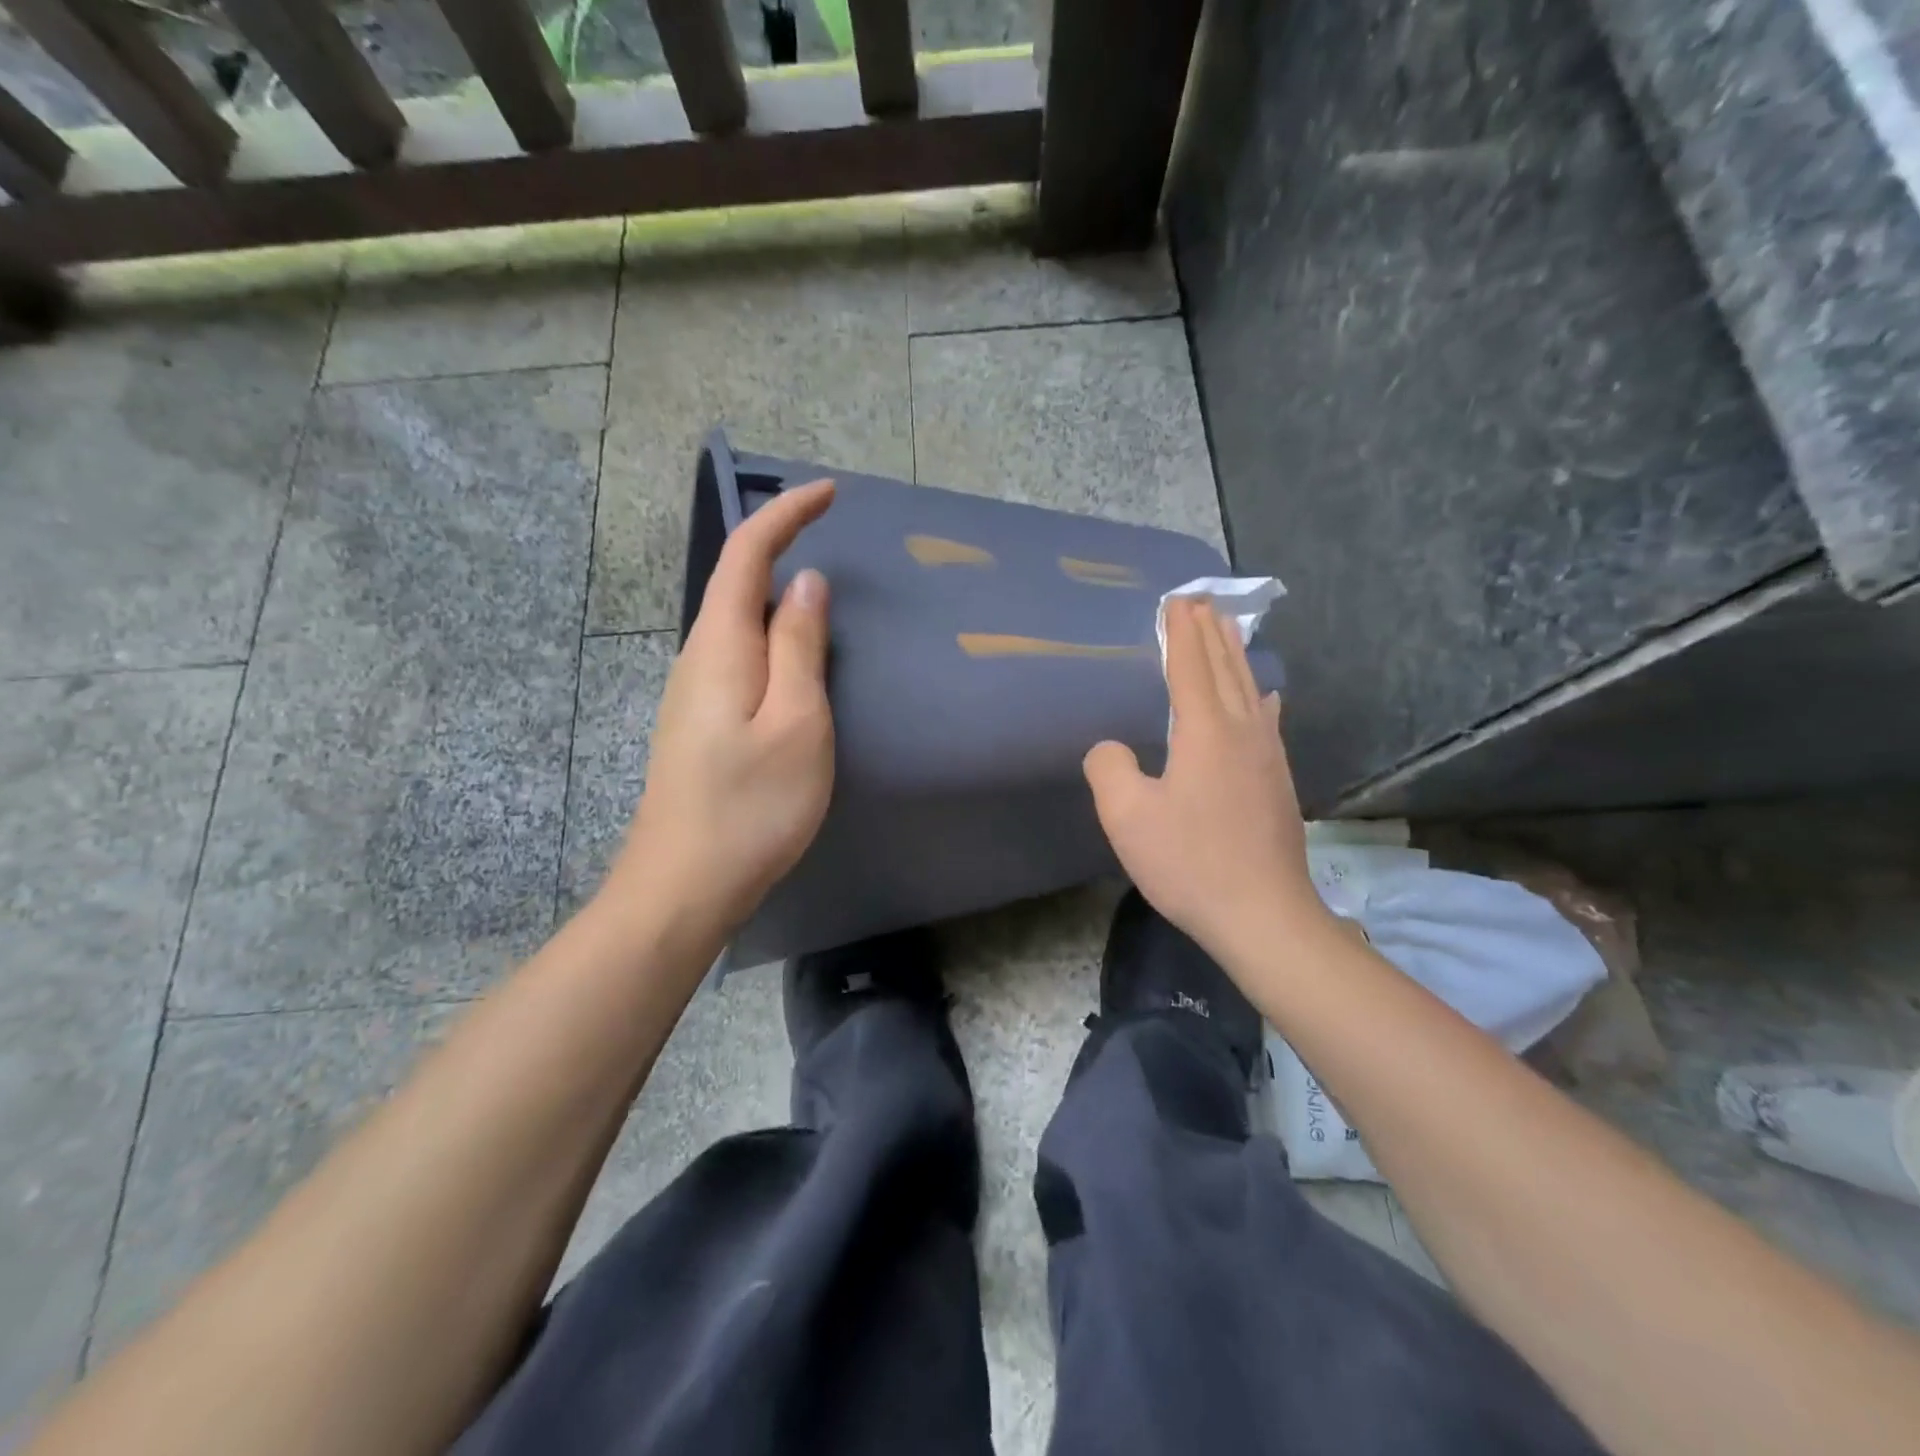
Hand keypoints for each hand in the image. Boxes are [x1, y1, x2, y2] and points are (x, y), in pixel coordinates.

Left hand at [605, 480, 836, 943]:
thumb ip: (801, 647)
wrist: (684, 885)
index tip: (828, 493)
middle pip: (738, 584)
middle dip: (782, 548)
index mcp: (721, 646)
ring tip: (827, 605)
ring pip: (740, 625)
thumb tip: (805, 584)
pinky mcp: (701, 725)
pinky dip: (774, 643)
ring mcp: (694, 694)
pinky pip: (741, 660)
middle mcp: (698, 658)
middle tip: (834, 541)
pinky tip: (798, 670)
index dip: (785, 514)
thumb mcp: (797, 721)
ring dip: (780, 601)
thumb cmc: (752, 804)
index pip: (748, 555)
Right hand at [1083, 597, 1326, 961]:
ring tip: (1228, 631)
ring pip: (1250, 690)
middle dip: (1211, 634)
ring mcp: (1267, 757)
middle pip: (1226, 669)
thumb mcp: (1128, 818)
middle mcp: (1242, 733)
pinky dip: (1258, 695)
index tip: (1177, 601)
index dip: (1181, 634)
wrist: (1263, 915)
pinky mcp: (1279, 782)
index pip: (1191, 668)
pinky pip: (1266, 720)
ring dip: (1236, 657)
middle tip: (1202, 602)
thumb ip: (1109, 769)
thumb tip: (1110, 748)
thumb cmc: (1190, 863)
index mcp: (1205, 732)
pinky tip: (1265, 697)